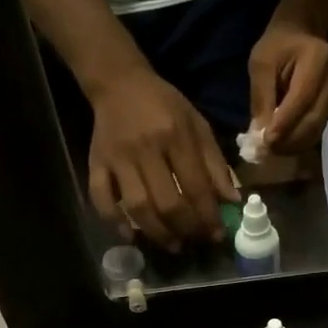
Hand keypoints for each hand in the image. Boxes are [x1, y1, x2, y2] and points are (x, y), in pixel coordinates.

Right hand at [87, 66, 239, 250]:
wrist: (119, 83)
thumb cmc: (165, 106)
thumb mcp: (198, 126)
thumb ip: (216, 164)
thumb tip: (232, 201)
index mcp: (176, 136)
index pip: (196, 186)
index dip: (208, 216)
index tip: (216, 234)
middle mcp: (146, 148)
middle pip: (167, 202)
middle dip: (185, 229)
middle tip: (195, 241)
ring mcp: (118, 158)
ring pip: (137, 206)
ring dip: (156, 233)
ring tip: (172, 244)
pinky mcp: (95, 163)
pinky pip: (100, 198)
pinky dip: (114, 221)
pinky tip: (130, 236)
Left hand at [249, 21, 327, 155]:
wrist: (303, 32)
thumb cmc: (278, 44)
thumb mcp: (261, 62)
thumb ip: (261, 97)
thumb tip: (259, 134)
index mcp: (317, 60)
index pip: (301, 100)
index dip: (283, 124)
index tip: (265, 142)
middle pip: (311, 121)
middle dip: (287, 141)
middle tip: (265, 151)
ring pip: (315, 131)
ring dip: (292, 145)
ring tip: (272, 149)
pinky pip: (316, 130)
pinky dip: (298, 141)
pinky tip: (283, 143)